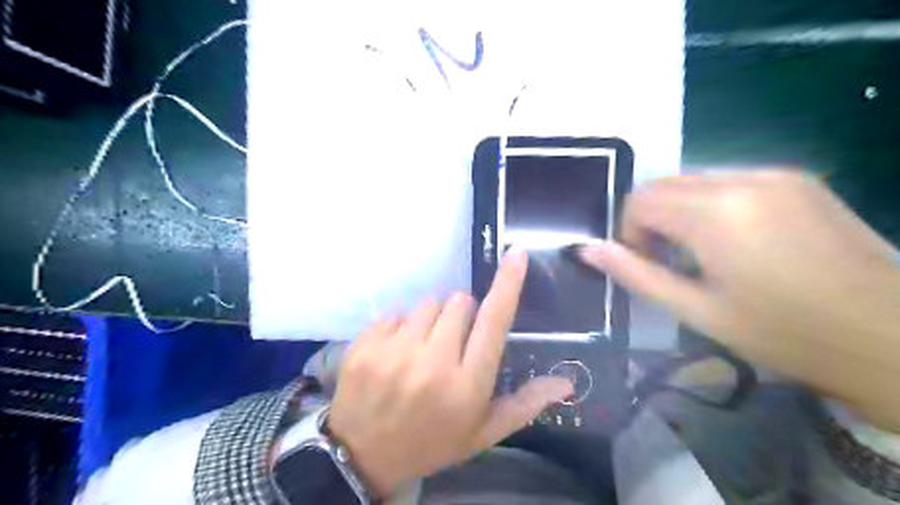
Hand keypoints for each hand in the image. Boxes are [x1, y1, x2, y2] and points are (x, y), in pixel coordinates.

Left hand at [327, 250, 572, 494]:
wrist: (363, 456)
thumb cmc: (432, 442)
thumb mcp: (482, 433)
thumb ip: (524, 404)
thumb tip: (567, 381)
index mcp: (467, 385)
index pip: (494, 322)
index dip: (507, 284)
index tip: (516, 254)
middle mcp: (432, 363)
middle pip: (459, 302)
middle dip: (462, 314)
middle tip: (453, 342)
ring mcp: (394, 352)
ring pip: (428, 303)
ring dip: (433, 318)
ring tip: (423, 347)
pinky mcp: (366, 345)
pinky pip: (396, 312)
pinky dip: (402, 325)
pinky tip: (397, 352)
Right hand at [580, 172, 899, 430]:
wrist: (893, 337)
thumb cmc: (783, 333)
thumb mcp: (695, 310)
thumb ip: (634, 274)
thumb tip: (587, 250)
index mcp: (715, 213)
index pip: (639, 201)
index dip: (629, 233)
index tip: (649, 265)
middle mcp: (742, 179)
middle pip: (663, 185)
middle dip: (651, 220)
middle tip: (672, 262)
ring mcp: (774, 174)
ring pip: (693, 181)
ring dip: (680, 212)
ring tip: (704, 254)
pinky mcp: (796, 179)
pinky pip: (728, 181)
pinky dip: (711, 204)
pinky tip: (737, 241)